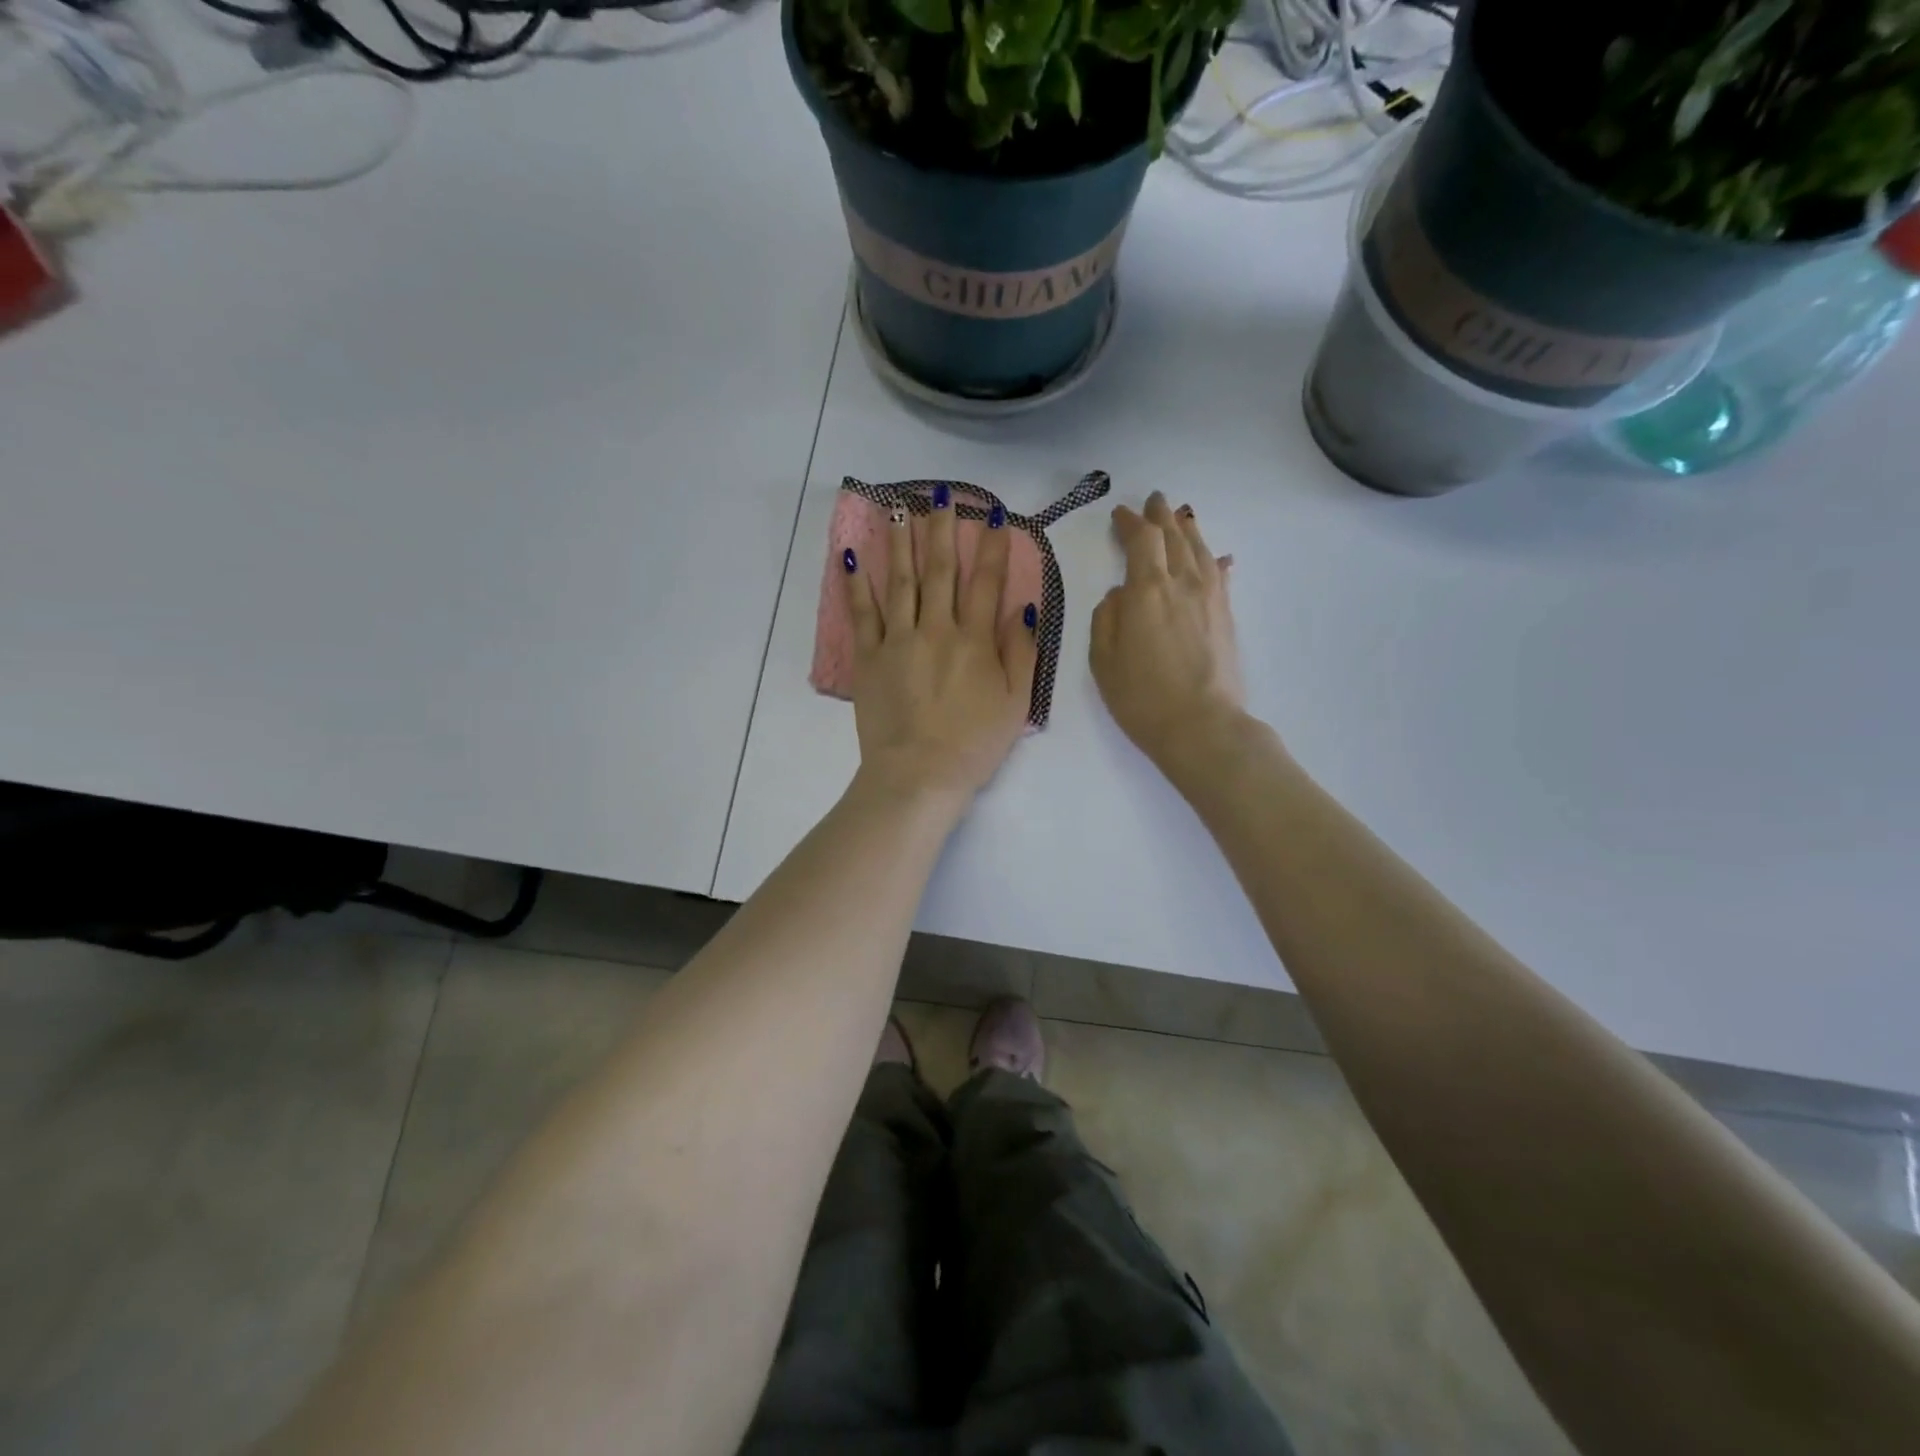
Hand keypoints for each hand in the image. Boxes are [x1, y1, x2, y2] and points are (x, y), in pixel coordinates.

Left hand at [847, 491, 1037, 801]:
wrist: (919, 775)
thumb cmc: (974, 744)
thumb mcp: (1016, 704)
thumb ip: (1022, 652)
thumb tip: (1025, 607)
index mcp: (975, 641)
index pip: (987, 582)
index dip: (992, 547)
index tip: (994, 516)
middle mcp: (936, 629)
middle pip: (940, 570)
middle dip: (942, 529)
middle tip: (941, 494)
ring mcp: (898, 641)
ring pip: (900, 581)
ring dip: (901, 542)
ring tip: (899, 508)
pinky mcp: (869, 659)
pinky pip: (862, 614)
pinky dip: (856, 584)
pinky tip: (851, 556)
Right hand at [1090, 492, 1246, 771]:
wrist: (1201, 726)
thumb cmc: (1141, 697)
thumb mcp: (1103, 659)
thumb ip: (1106, 617)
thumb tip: (1120, 594)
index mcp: (1147, 590)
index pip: (1142, 539)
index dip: (1130, 522)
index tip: (1120, 514)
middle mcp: (1182, 582)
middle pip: (1174, 536)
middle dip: (1161, 516)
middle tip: (1154, 501)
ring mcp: (1210, 597)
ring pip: (1200, 549)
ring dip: (1188, 529)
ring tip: (1181, 517)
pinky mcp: (1226, 615)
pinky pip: (1220, 574)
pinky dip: (1214, 560)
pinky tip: (1217, 557)